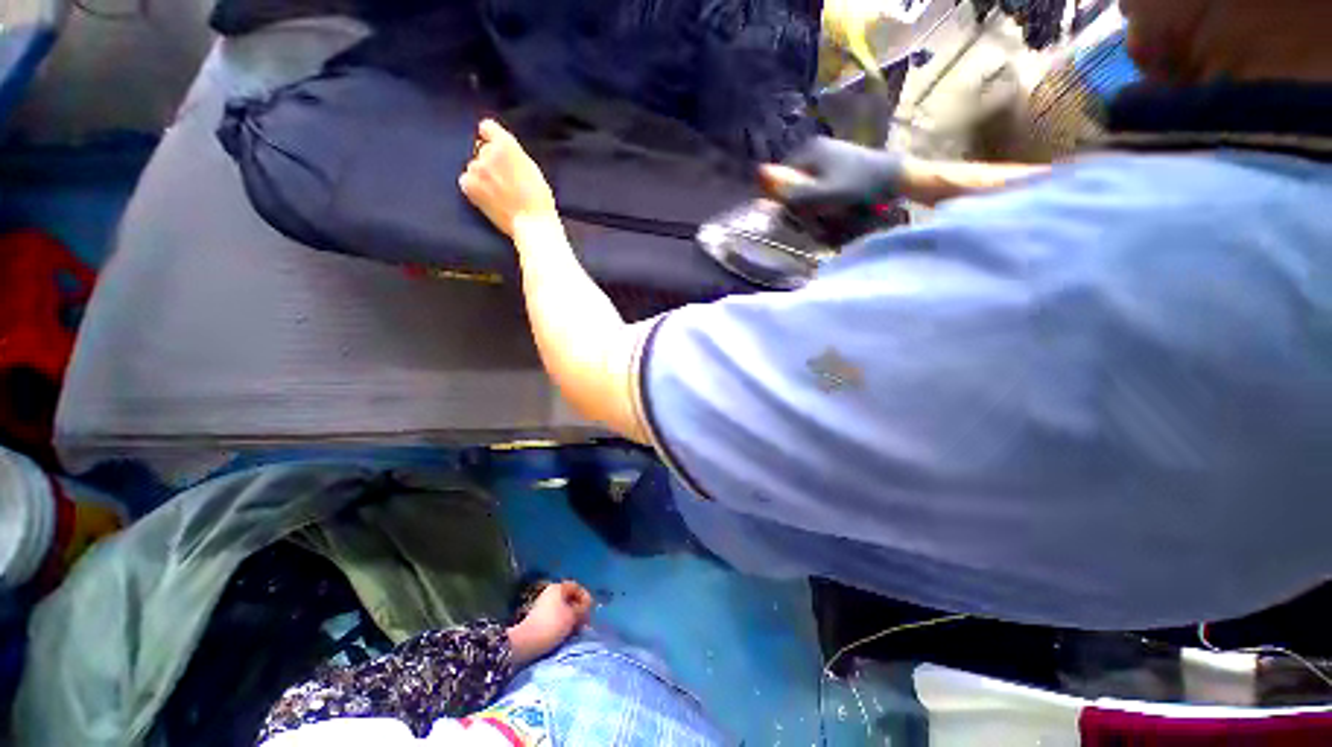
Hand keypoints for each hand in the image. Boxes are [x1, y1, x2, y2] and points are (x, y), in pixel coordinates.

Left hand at [460, 119, 557, 238]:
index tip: (496, 150)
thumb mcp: (531, 169)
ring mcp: (477, 169)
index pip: (487, 127)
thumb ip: (513, 155)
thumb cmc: (539, 201)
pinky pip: (466, 181)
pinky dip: (474, 188)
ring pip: (475, 167)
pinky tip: (489, 199)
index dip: (491, 138)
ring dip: (483, 177)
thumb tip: (502, 152)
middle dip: (490, 162)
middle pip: (482, 149)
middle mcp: (488, 152)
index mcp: (506, 145)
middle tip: (505, 181)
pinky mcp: (470, 186)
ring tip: (500, 194)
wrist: (533, 223)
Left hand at [507, 581, 593, 663]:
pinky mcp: (538, 617)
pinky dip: (562, 622)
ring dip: (571, 617)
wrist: (526, 642)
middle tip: (584, 621)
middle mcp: (550, 592)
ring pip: (563, 608)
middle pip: (569, 597)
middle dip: (578, 609)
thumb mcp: (572, 616)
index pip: (577, 587)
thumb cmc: (552, 625)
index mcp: (558, 587)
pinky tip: (566, 632)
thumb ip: (582, 609)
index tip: (590, 611)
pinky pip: (555, 616)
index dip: (586, 597)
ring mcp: (543, 604)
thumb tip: (586, 607)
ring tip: (576, 629)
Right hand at [760, 136, 904, 223]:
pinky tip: (837, 209)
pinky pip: (819, 188)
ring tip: (830, 217)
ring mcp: (827, 157)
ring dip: (813, 208)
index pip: (780, 182)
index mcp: (807, 152)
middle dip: (801, 207)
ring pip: (806, 190)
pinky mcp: (837, 165)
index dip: (786, 203)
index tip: (802, 217)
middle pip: (793, 187)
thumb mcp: (822, 195)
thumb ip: (791, 190)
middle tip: (818, 220)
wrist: (897, 178)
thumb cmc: (859, 187)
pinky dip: (824, 202)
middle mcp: (814, 150)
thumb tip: (758, 175)